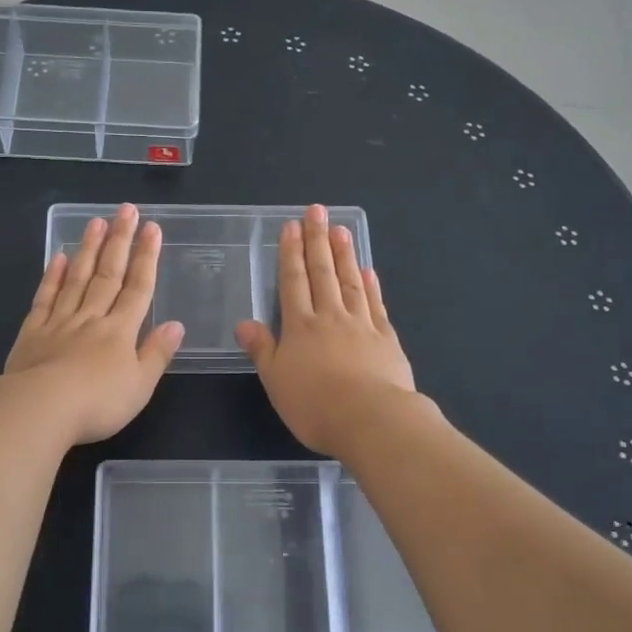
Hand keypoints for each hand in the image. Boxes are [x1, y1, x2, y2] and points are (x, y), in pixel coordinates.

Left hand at [0, 203, 183, 445]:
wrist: (39, 409)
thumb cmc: (97, 403)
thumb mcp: (140, 386)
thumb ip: (157, 353)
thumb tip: (175, 324)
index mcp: (120, 331)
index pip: (138, 287)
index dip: (146, 257)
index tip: (152, 228)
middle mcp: (91, 318)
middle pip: (108, 274)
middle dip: (119, 241)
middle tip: (126, 209)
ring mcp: (59, 322)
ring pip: (77, 278)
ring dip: (88, 249)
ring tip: (96, 221)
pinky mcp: (32, 332)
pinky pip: (45, 297)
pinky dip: (52, 276)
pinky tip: (58, 257)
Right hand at [235, 204, 417, 456]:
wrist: (371, 420)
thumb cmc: (315, 404)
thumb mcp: (276, 380)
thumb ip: (262, 349)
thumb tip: (244, 322)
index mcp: (300, 327)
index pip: (293, 281)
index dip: (290, 253)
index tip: (291, 226)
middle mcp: (330, 317)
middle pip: (322, 272)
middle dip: (317, 240)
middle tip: (317, 211)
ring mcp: (361, 325)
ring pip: (350, 282)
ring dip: (344, 254)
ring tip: (341, 229)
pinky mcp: (386, 339)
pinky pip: (376, 305)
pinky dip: (371, 286)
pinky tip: (368, 271)